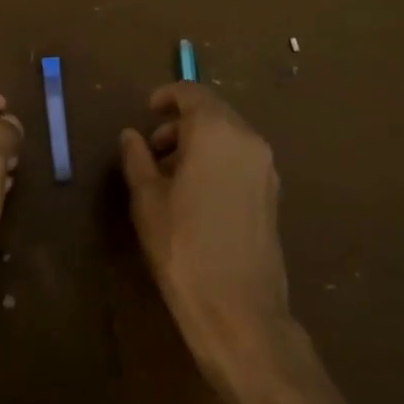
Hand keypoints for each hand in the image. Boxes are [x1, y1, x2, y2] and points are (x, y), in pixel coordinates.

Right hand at [120, 84, 291, 380]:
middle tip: (153, 148)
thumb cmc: (184, 248)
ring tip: (169, 174)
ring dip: (198, 142)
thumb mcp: (148, 201)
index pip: (193, 93)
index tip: (148, 110)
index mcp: (216, 132)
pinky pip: (241, 158)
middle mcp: (248, 139)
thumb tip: (131, 135)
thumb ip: (137, 159)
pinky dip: (217, 159)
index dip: (168, 96)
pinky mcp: (272, 192)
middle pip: (213, 112)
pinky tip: (196, 192)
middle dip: (181, 123)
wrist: (240, 311)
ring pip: (228, 135)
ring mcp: (265, 166)